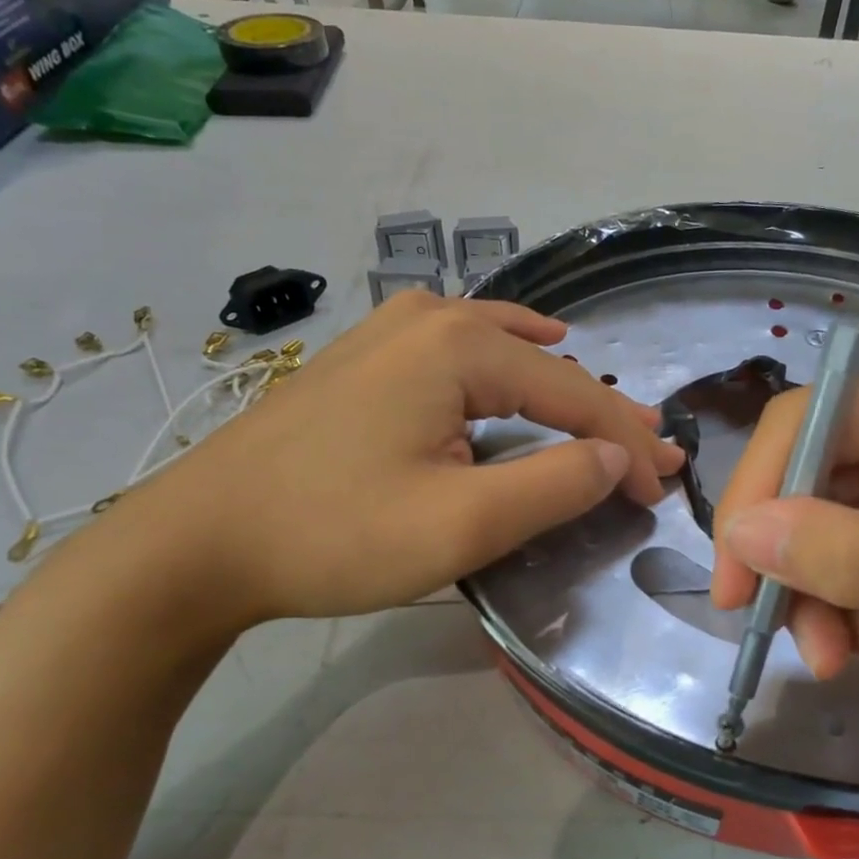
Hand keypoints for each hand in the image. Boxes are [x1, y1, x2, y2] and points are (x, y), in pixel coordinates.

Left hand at [123, 293, 685, 626]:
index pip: (574, 397)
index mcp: (460, 347)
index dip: (626, 446)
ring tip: (608, 414)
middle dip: (604, 416)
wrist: (198, 540)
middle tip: (655, 452)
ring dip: (562, 389)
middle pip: (544, 369)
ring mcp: (391, 329)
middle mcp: (431, 318)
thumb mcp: (460, 525)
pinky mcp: (366, 356)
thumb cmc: (333, 534)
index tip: (660, 491)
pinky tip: (525, 351)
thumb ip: (553, 487)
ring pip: (507, 352)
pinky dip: (510, 363)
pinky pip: (464, 347)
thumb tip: (615, 459)